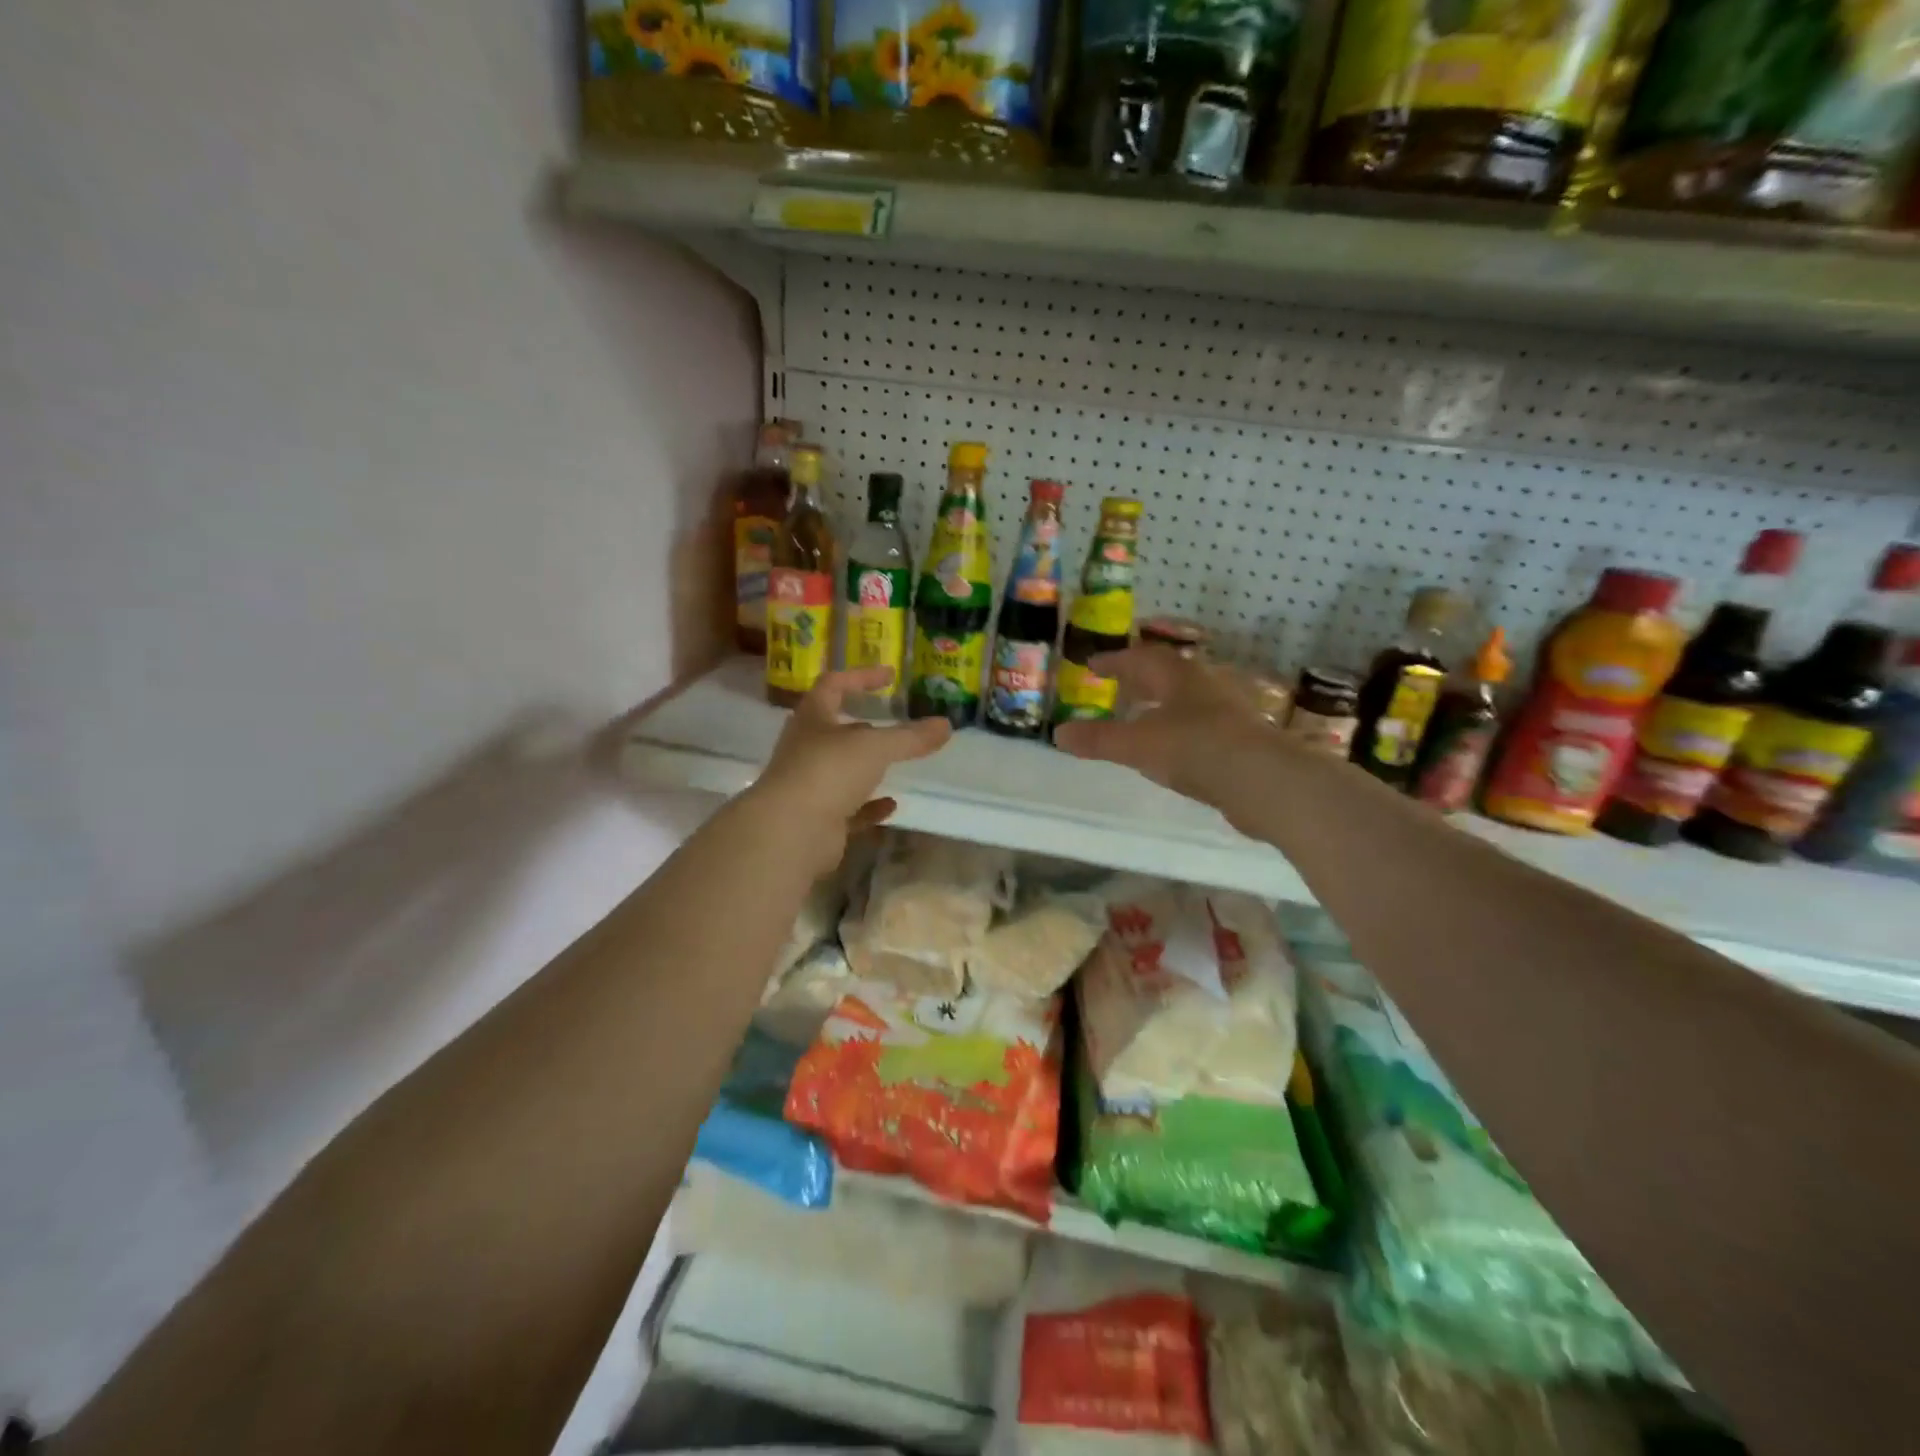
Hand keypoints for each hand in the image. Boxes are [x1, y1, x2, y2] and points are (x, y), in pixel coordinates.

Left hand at [752, 667, 951, 870]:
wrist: (790, 832)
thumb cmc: (828, 772)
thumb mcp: (875, 747)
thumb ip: (911, 737)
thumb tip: (946, 725)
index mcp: (812, 719)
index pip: (833, 685)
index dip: (861, 677)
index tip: (890, 676)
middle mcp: (806, 749)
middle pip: (834, 730)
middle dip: (863, 725)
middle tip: (893, 723)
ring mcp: (809, 786)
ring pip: (840, 770)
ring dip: (865, 767)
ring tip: (895, 763)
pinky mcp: (817, 821)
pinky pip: (848, 809)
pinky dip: (869, 806)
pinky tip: (890, 805)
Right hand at [1051, 647, 1274, 807]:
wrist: (1262, 781)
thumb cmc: (1195, 748)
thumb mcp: (1137, 744)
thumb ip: (1098, 740)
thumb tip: (1058, 734)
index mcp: (1178, 675)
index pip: (1141, 658)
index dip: (1114, 661)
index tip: (1091, 665)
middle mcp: (1204, 686)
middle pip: (1166, 676)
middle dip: (1139, 680)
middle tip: (1116, 687)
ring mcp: (1225, 714)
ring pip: (1184, 702)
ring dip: (1159, 706)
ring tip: (1138, 719)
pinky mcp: (1237, 742)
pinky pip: (1196, 728)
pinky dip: (1175, 732)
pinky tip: (1168, 750)